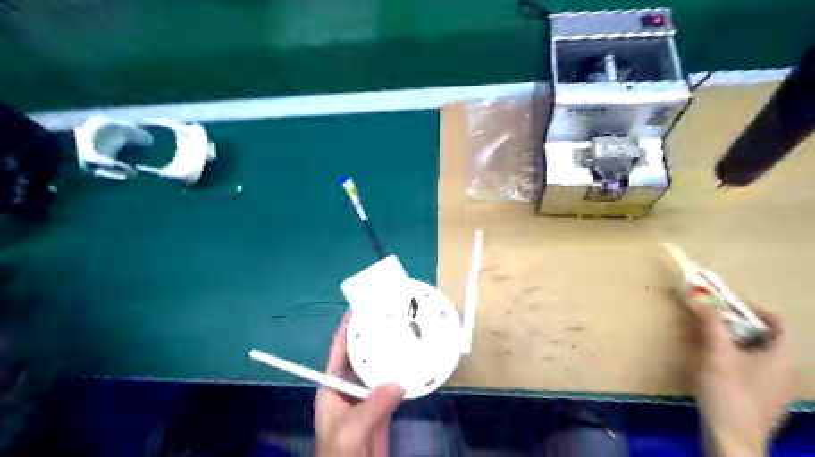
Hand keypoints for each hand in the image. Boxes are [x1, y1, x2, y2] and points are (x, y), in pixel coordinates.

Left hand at [312, 312, 404, 454]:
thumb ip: (372, 406)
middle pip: (362, 356)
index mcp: (333, 387)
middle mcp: (349, 387)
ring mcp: (367, 398)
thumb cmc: (339, 455)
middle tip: (391, 318)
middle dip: (373, 337)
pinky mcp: (382, 409)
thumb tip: (399, 382)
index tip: (360, 309)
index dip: (347, 329)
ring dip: (390, 354)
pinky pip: (393, 387)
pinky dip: (403, 375)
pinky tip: (415, 364)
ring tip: (406, 335)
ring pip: (379, 369)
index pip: (339, 351)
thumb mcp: (350, 430)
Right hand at [683, 302, 793, 455]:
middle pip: (761, 336)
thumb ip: (710, 323)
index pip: (774, 321)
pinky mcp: (763, 399)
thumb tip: (698, 297)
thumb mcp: (716, 353)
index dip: (748, 308)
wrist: (732, 437)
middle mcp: (784, 369)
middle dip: (733, 324)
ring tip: (704, 341)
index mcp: (780, 355)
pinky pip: (751, 368)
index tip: (720, 305)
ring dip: (730, 341)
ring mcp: (775, 386)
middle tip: (706, 321)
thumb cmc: (728, 391)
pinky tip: (713, 367)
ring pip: (754, 353)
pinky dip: (734, 359)